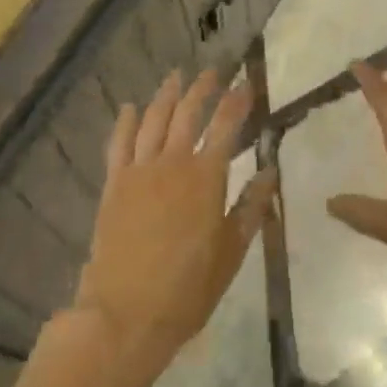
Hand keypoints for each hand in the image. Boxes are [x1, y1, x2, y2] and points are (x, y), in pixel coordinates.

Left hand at [70, 70, 275, 386]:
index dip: (238, 100)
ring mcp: (140, 169)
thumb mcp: (231, 253)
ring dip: (167, 94)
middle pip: (189, 112)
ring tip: (176, 76)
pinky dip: (125, 121)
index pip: (226, 125)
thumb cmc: (186, 290)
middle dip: (203, 88)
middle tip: (213, 72)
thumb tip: (271, 171)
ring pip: (154, 118)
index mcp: (206, 177)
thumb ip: (251, 208)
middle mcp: (173, 161)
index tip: (246, 83)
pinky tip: (129, 107)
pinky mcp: (114, 183)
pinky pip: (119, 142)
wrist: (124, 315)